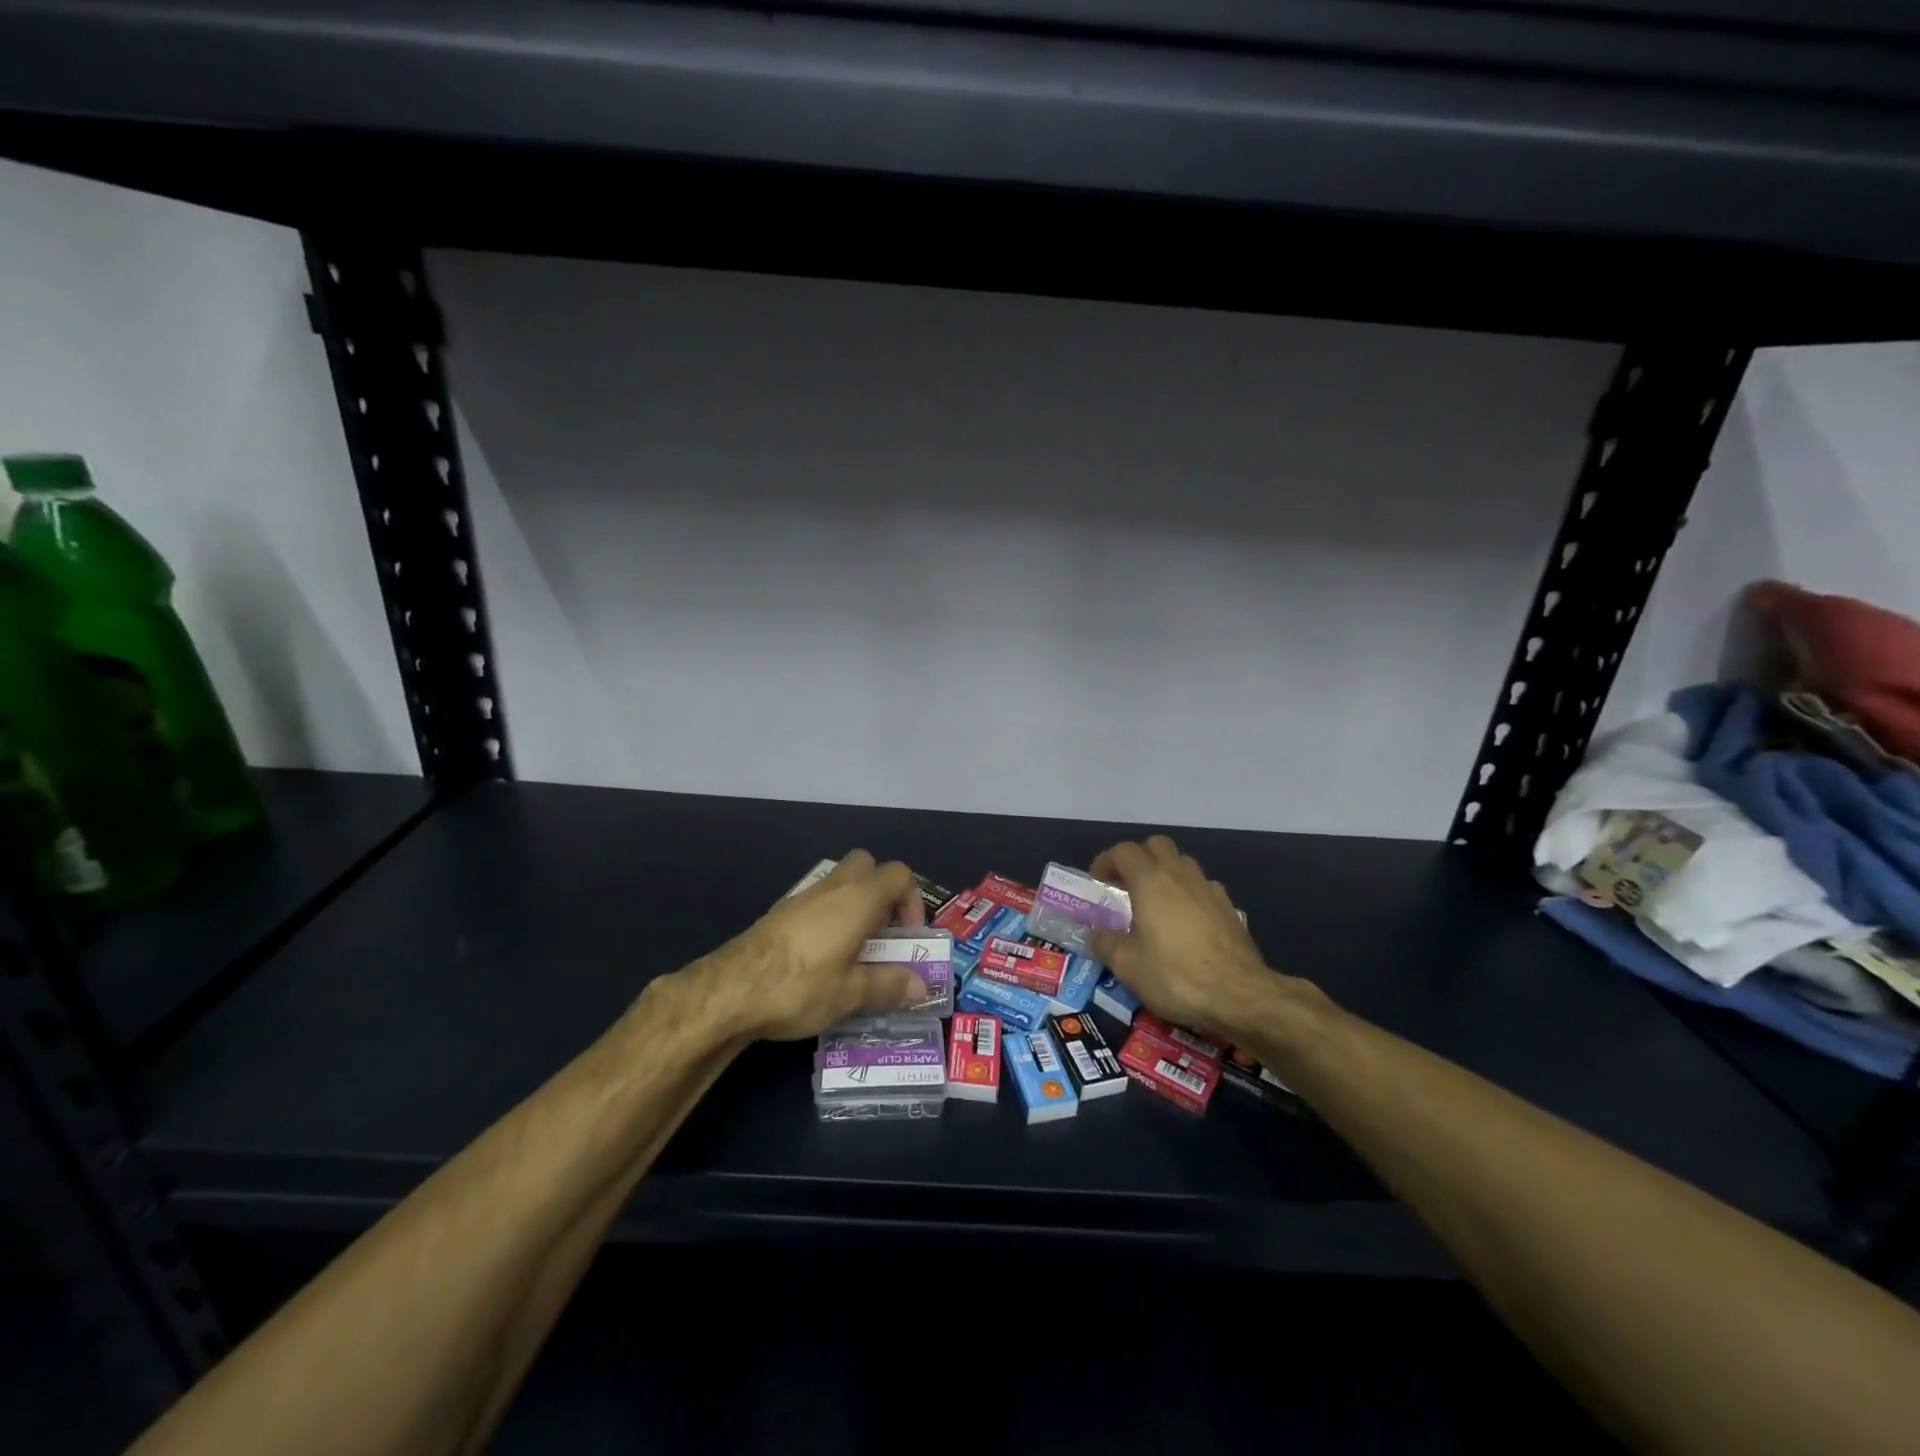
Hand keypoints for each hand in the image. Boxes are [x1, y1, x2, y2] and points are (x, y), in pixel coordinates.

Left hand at [699, 850, 929, 1041]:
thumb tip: (921, 987)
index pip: (899, 875)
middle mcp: (833, 887)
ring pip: (840, 883)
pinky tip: (821, 957)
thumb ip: (889, 986)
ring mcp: (803, 896)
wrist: (730, 989)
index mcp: (859, 898)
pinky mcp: (780, 912)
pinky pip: (817, 901)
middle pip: (868, 866)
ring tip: (854, 951)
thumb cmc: (800, 986)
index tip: (906, 938)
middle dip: (882, 894)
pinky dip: (829, 918)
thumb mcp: (851, 994)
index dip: (912, 901)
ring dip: (855, 906)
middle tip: (882, 934)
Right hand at [1088, 836, 1301, 1039]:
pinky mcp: (1229, 908)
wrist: (1240, 995)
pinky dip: (1189, 893)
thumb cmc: (1176, 975)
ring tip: (1157, 901)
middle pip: (1157, 845)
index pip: (1124, 852)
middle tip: (1127, 884)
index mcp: (1150, 881)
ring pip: (1183, 863)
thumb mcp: (1128, 966)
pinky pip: (1203, 887)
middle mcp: (1180, 875)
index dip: (1107, 860)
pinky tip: (1187, 921)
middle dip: (1139, 858)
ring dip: (1166, 873)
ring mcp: (1209, 889)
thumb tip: (1097, 936)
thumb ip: (1106, 944)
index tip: (1098, 880)